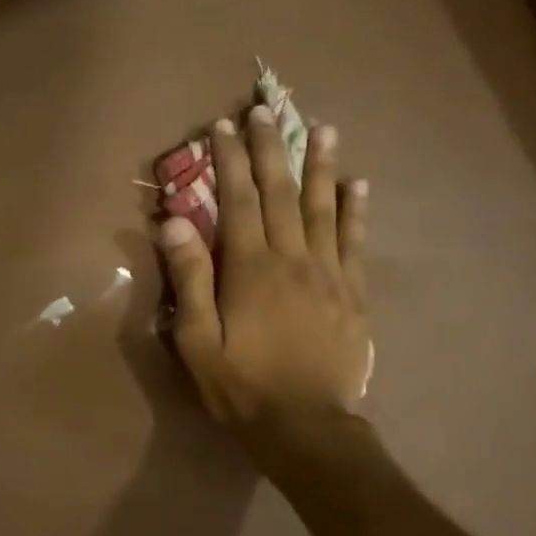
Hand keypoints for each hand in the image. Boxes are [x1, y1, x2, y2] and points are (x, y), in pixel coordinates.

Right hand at [157, 106, 370, 437]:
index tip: (223, 126)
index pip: (239, 200)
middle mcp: (292, 259)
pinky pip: (356, 241)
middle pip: (282, 192)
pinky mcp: (353, 293)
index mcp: (250, 268)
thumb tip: (175, 221)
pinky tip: (359, 185)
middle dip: (272, 148)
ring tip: (323, 128)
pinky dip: (356, 210)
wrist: (305, 425)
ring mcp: (329, 273)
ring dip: (322, 165)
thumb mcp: (195, 338)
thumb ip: (188, 277)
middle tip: (267, 109)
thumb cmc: (239, 383)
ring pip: (324, 207)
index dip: (230, 160)